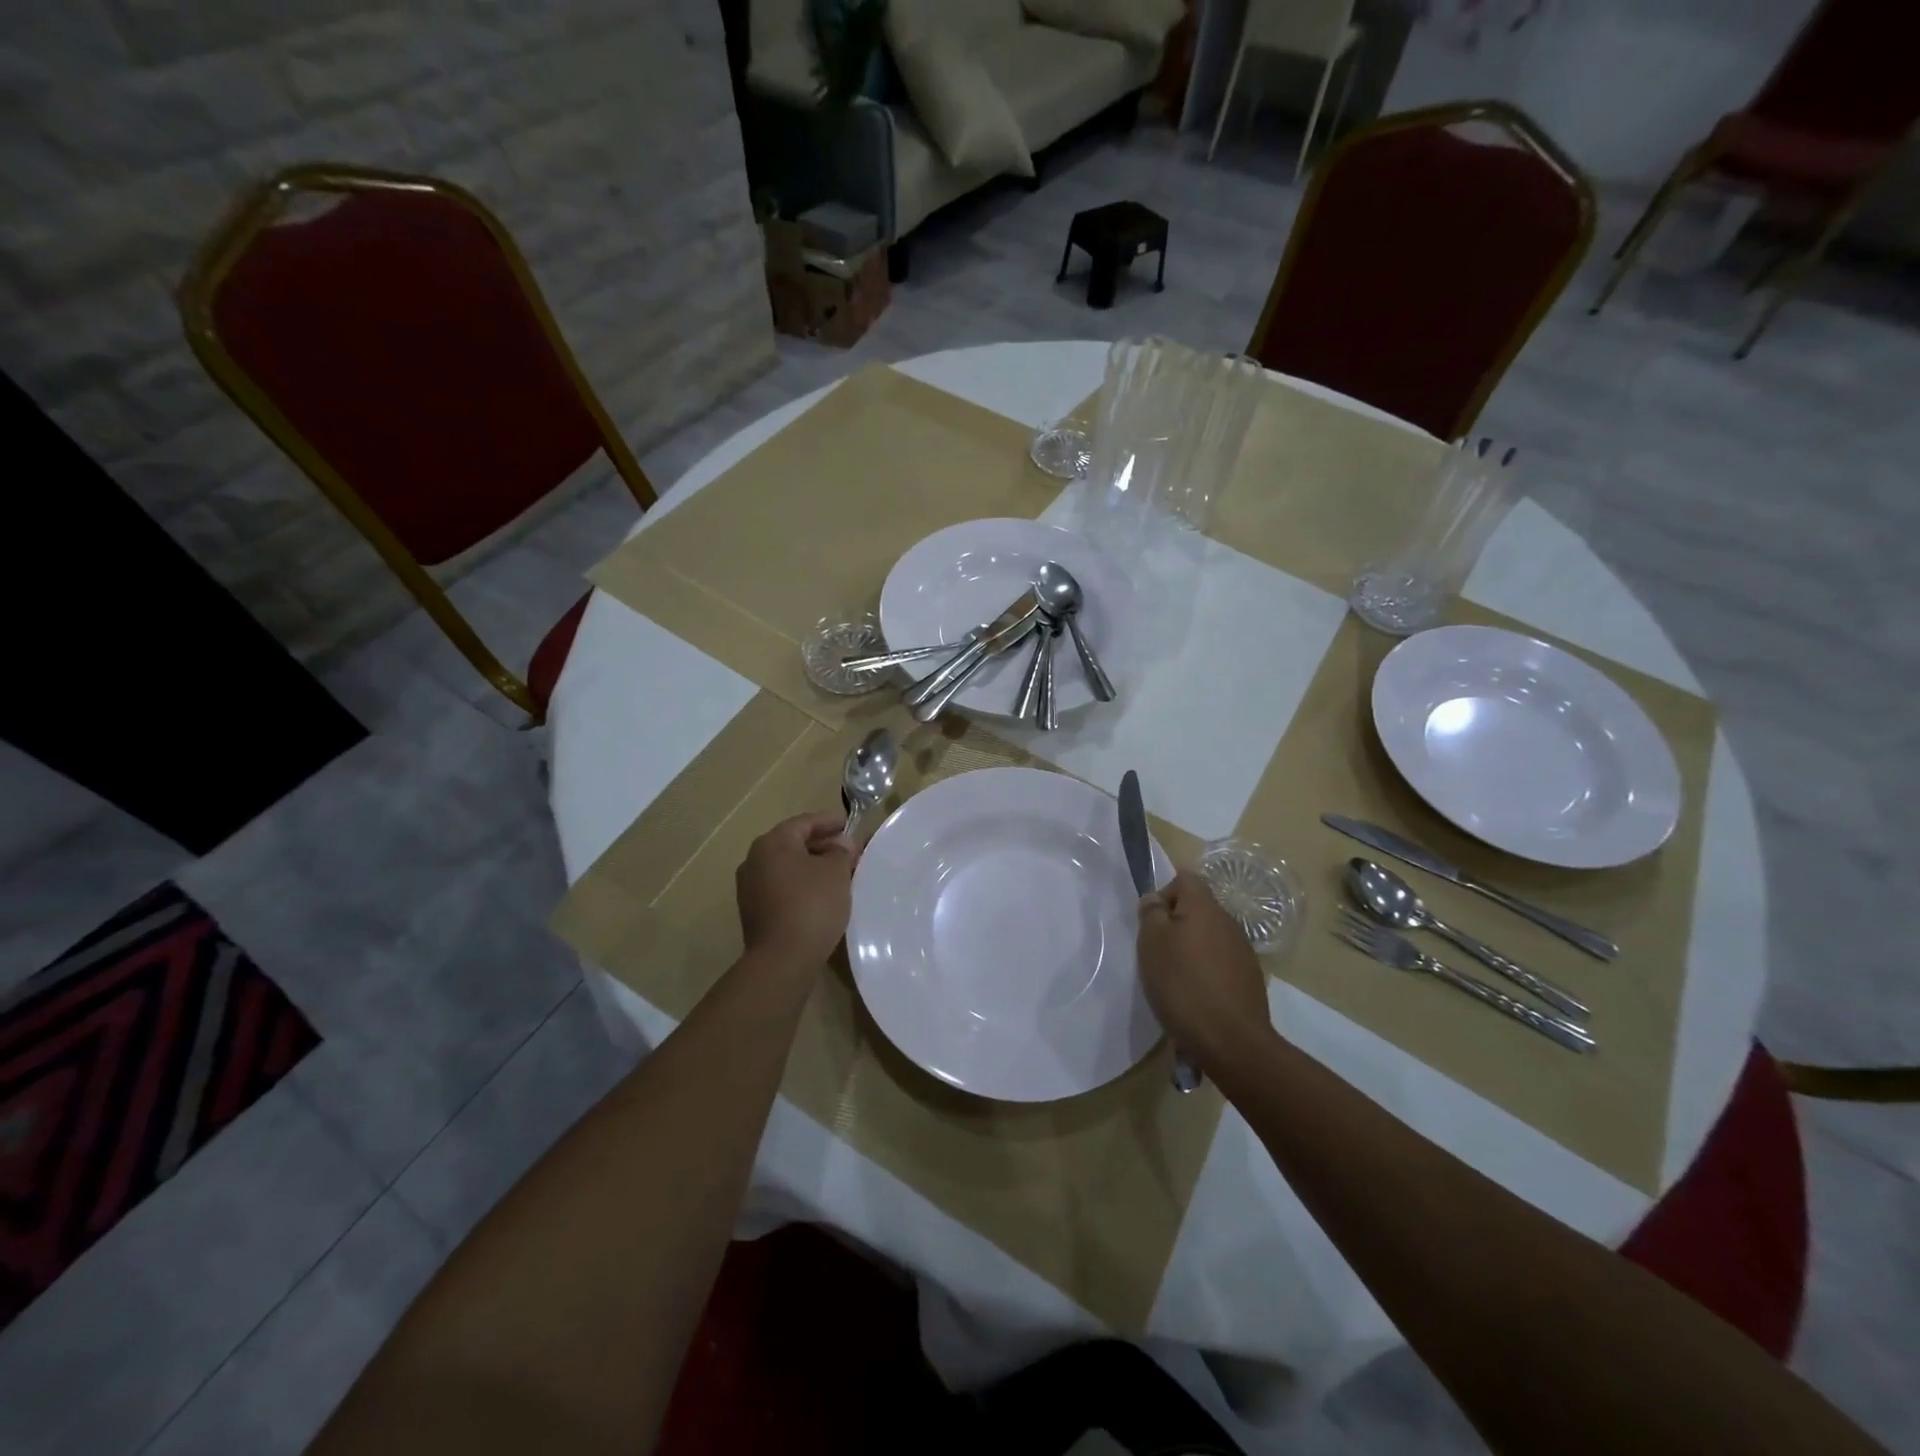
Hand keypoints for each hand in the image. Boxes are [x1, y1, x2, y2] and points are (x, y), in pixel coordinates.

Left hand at [736, 810, 856, 971]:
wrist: (782, 958)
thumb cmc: (812, 904)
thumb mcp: (836, 872)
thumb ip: (841, 851)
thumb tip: (842, 843)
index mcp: (772, 843)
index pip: (804, 822)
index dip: (829, 821)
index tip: (849, 823)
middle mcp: (754, 860)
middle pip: (792, 843)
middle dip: (822, 844)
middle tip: (848, 850)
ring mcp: (750, 888)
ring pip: (787, 867)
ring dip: (812, 866)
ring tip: (839, 873)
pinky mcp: (754, 911)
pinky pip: (782, 887)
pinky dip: (802, 884)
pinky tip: (822, 895)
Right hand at [1138, 871, 1270, 1067]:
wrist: (1231, 1041)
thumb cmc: (1183, 985)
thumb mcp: (1151, 943)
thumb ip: (1151, 913)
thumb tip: (1156, 900)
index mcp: (1205, 908)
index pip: (1186, 878)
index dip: (1164, 893)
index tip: (1152, 923)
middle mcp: (1228, 922)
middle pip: (1197, 909)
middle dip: (1175, 925)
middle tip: (1157, 954)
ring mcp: (1243, 952)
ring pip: (1209, 937)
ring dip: (1191, 950)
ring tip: (1175, 980)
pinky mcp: (1250, 980)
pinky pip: (1221, 963)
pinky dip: (1206, 973)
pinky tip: (1196, 998)